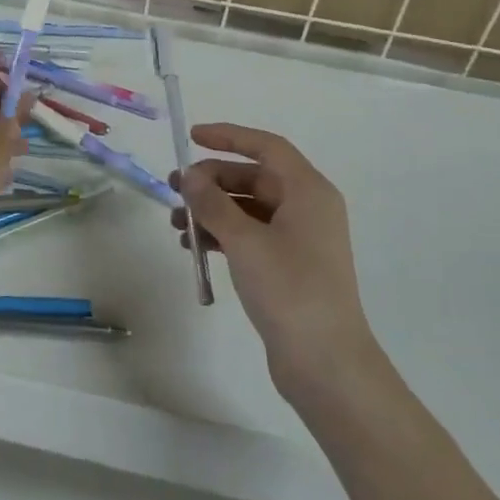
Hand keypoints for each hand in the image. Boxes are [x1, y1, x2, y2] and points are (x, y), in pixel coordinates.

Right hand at [171, 123, 374, 396]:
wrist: (325, 362)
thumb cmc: (289, 290)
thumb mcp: (245, 241)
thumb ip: (213, 203)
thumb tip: (190, 176)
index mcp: (308, 191)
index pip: (267, 147)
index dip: (229, 137)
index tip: (192, 137)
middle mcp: (307, 208)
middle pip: (255, 178)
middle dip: (213, 181)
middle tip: (174, 189)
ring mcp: (299, 239)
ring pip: (249, 209)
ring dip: (213, 211)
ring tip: (177, 224)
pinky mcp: (289, 266)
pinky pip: (251, 236)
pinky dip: (223, 236)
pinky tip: (194, 247)